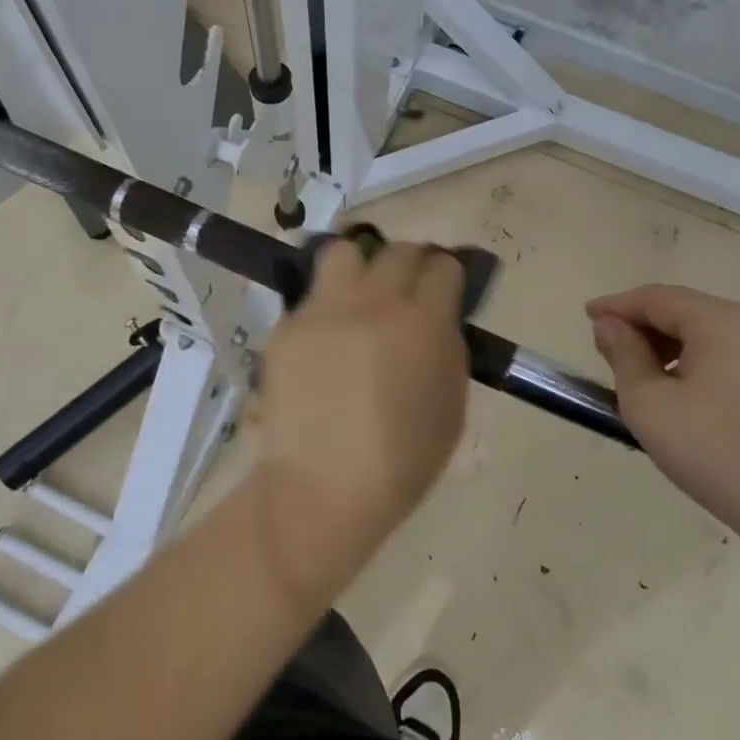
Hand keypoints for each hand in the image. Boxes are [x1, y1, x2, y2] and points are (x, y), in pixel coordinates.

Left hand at [250, 240, 469, 604]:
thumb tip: (439, 318)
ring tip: (361, 295)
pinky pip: (313, 296)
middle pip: (399, 251)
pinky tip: (327, 340)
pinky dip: (327, 308)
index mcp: (423, 322)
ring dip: (360, 266)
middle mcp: (374, 301)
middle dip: (411, 264)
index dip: (448, 275)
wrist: (322, 489)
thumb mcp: (452, 406)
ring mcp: (324, 309)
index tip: (445, 289)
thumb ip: (448, 348)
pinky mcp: (288, 325)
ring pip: (344, 252)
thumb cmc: (401, 461)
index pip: (443, 266)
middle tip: (408, 290)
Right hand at [586, 285, 739, 546]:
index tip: (585, 317)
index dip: (616, 305)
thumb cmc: (717, 451)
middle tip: (605, 350)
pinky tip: (675, 394)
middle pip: (681, 310)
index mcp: (719, 321)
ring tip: (634, 375)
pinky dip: (689, 363)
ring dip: (663, 346)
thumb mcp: (650, 404)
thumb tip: (610, 326)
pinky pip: (722, 356)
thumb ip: (623, 356)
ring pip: (702, 334)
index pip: (656, 298)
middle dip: (640, 325)